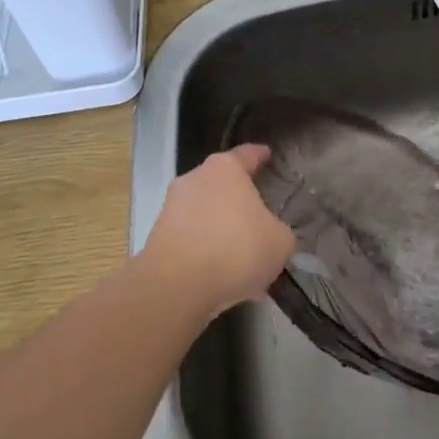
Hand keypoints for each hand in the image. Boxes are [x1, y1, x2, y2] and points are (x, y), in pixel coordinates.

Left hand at [140, 144, 295, 315]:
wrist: (177, 284)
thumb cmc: (237, 249)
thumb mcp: (280, 242)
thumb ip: (279, 232)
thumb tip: (270, 235)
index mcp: (225, 169)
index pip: (246, 154)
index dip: (259, 155)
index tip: (266, 153)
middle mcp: (195, 180)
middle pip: (223, 187)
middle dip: (241, 205)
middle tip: (261, 223)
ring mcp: (172, 208)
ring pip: (208, 218)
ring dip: (226, 236)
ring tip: (248, 266)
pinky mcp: (159, 237)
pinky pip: (194, 242)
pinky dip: (209, 256)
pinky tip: (227, 282)